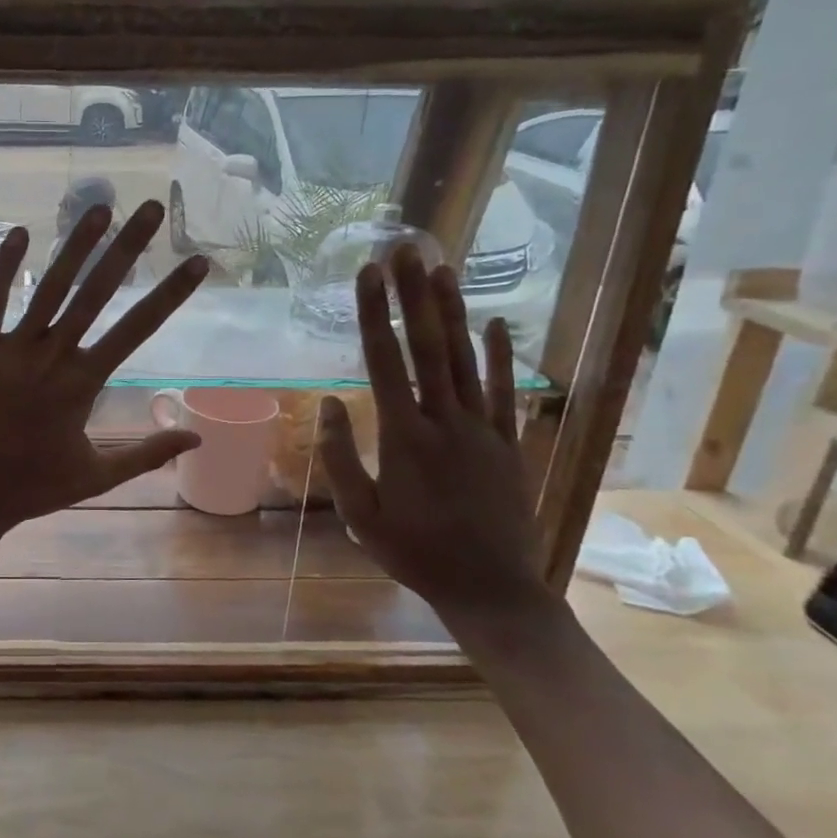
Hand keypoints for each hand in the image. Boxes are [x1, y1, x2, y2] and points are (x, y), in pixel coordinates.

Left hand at [0, 202, 210, 535]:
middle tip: (150, 208)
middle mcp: (51, 357)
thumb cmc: (31, 488)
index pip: (137, 329)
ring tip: (99, 207)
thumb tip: (198, 437)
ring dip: (75, 246)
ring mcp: (10, 350)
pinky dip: (5, 267)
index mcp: (83, 384)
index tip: (196, 263)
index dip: (170, 295)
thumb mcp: (97, 476)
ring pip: (49, 289)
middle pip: (97, 294)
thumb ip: (147, 453)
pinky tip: (19, 232)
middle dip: (127, 249)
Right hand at [318, 244, 545, 615]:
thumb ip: (339, 458)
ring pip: (466, 359)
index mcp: (404, 438)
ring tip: (442, 268)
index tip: (367, 275)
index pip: (385, 362)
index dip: (374, 315)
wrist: (491, 588)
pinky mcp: (509, 442)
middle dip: (414, 295)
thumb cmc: (414, 553)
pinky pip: (506, 391)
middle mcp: (445, 421)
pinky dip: (502, 355)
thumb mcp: (360, 516)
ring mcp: (483, 429)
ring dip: (453, 311)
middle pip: (429, 346)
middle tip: (405, 249)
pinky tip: (497, 323)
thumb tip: (327, 402)